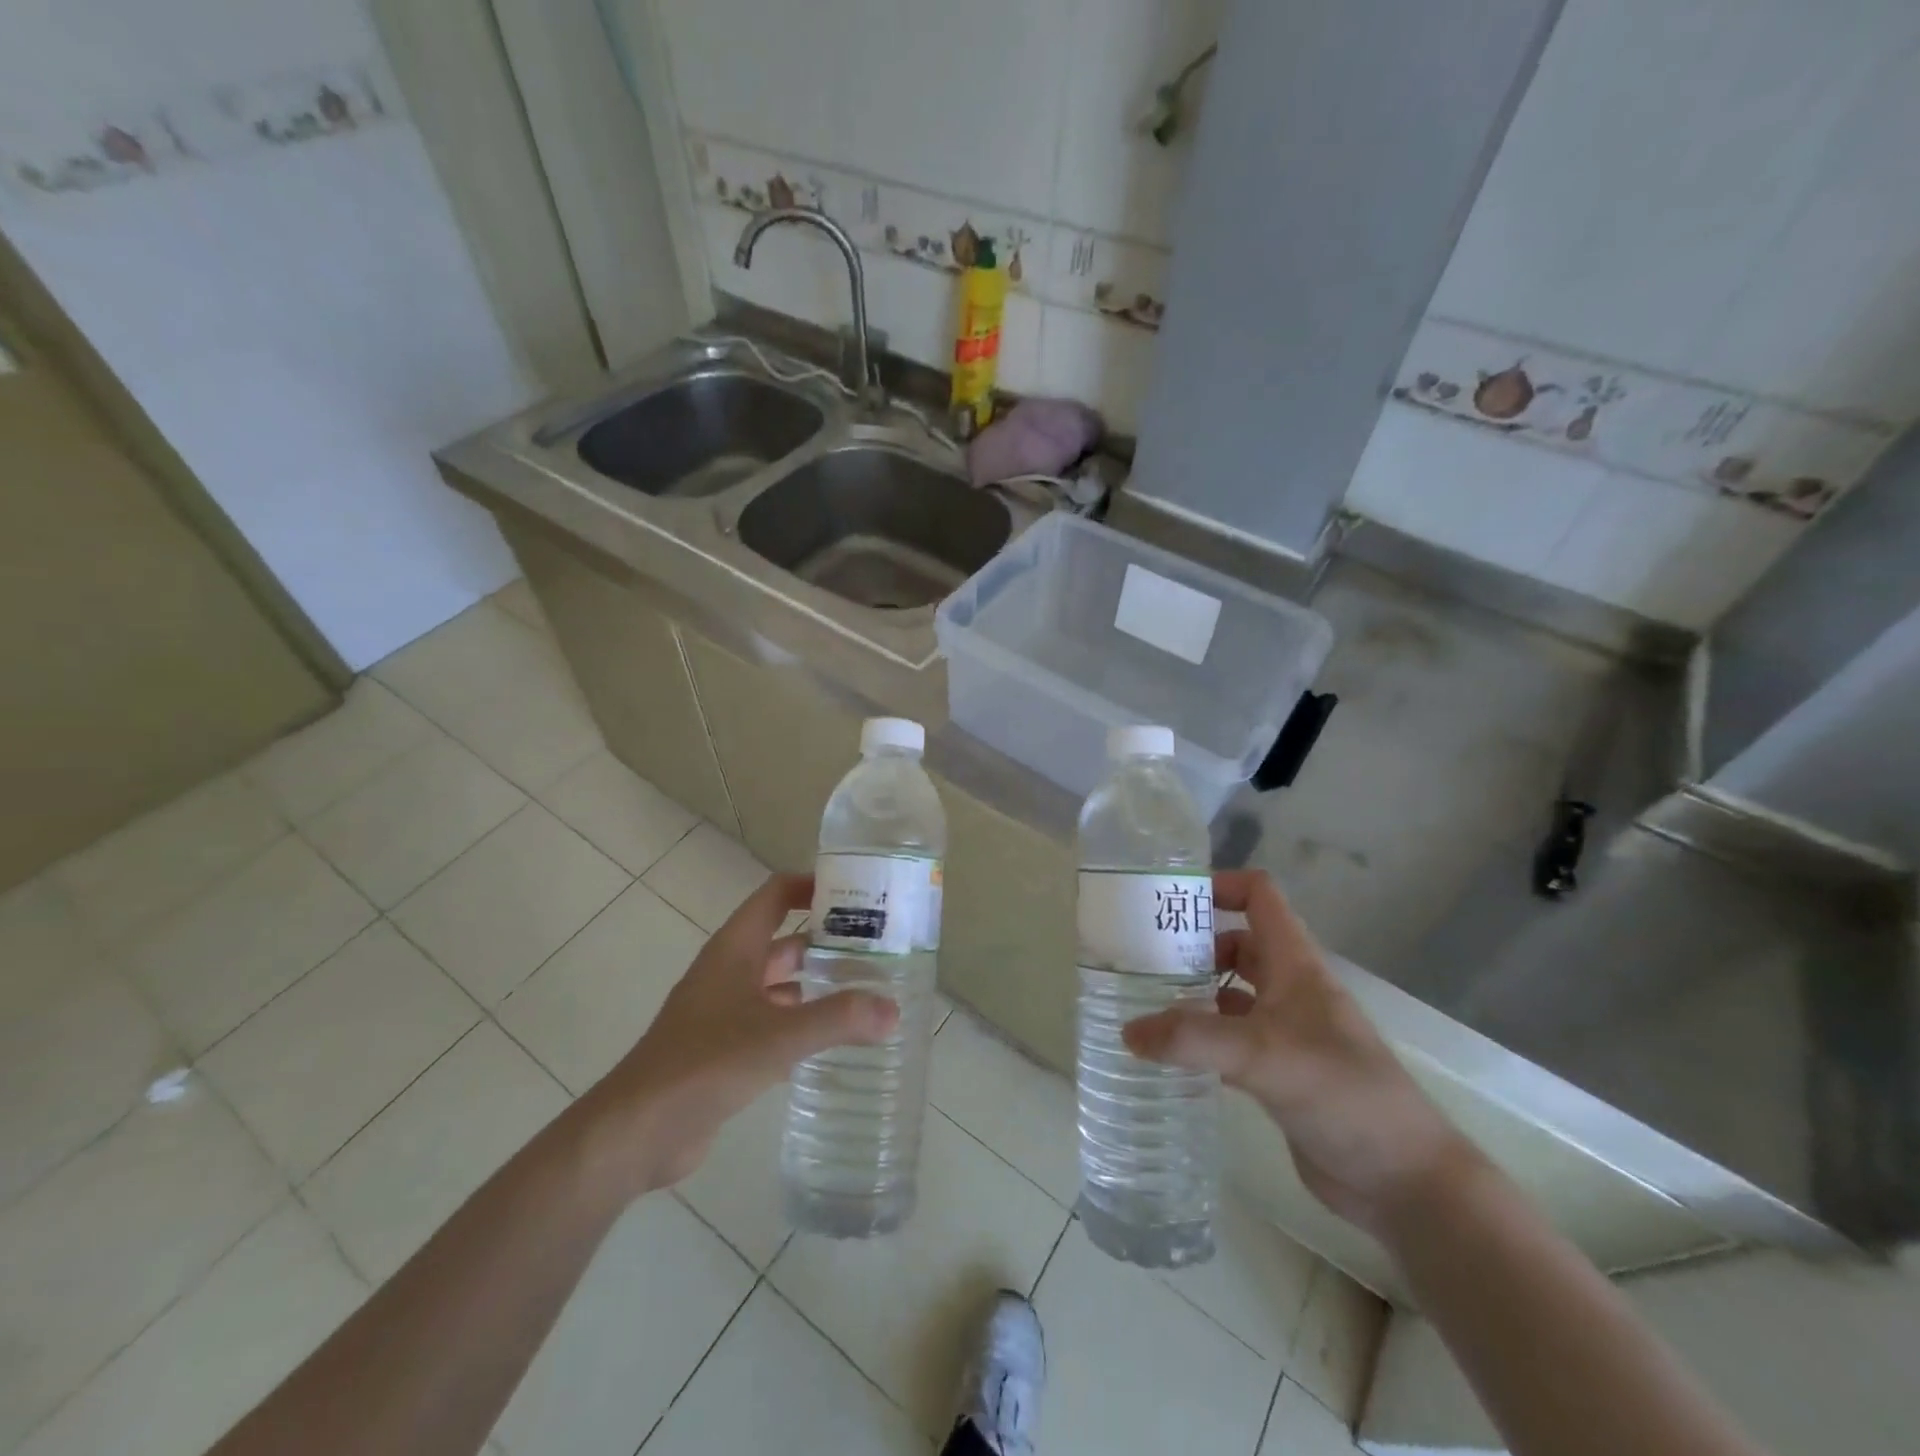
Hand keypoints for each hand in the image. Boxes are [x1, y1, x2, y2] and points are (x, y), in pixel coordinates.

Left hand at [582, 872, 898, 1193]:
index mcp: (735, 949)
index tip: (857, 892)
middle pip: (785, 941)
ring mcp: (725, 1011)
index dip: (812, 886)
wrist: (637, 1131)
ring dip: (818, 985)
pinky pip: (773, 1023)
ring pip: (781, 985)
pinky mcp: (725, 1049)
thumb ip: (837, 1019)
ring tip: (868, 992)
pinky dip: (802, 1023)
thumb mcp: (777, 1036)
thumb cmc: (704, 1063)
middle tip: (879, 948)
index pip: (776, 895)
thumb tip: (893, 1010)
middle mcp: (730, 971)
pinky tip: (836, 1039)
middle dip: (828, 941)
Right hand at [1123, 869, 1469, 1236]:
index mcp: (1296, 965)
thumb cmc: (1343, 1095)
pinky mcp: (1281, 1073)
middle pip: (1239, 943)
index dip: (1220, 886)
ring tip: (1147, 1002)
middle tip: (1142, 957)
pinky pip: (1232, 1040)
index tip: (1171, 902)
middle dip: (1194, 944)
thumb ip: (1193, 1039)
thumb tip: (1128, 1032)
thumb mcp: (1264, 1056)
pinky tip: (1172, 1054)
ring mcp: (1288, 1032)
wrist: (1405, 1181)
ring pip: (1233, 993)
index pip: (1259, 897)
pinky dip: (1203, 1039)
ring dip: (1195, 992)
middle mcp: (1292, 990)